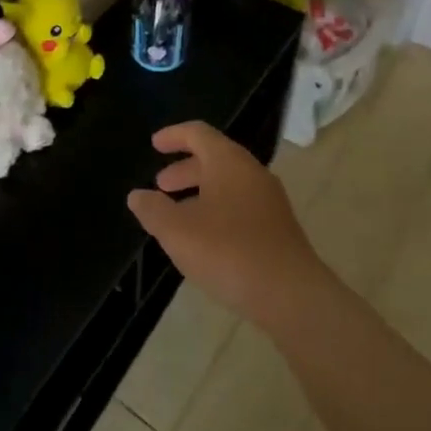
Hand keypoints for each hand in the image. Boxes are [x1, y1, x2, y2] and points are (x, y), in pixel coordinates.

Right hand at [127, 122, 327, 328]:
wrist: (293, 297)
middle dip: (185, 169)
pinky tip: (206, 240)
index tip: (154, 145)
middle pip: (215, 158)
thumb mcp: (177, 231)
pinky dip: (218, 210)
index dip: (173, 135)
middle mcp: (252, 173)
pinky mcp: (279, 229)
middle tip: (161, 185)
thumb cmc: (229, 252)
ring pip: (229, 184)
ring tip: (178, 216)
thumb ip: (153, 210)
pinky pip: (242, 206)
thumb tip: (137, 196)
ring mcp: (270, 201)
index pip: (198, 133)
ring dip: (200, 193)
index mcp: (228, 162)